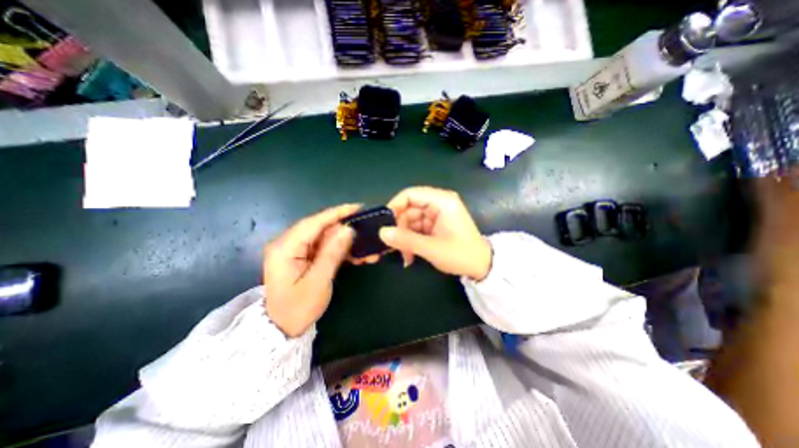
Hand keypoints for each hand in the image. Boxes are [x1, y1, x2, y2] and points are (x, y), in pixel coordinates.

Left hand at [265, 203, 360, 336]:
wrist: (281, 328)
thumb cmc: (297, 308)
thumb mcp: (318, 282)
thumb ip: (332, 253)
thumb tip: (348, 229)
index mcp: (285, 248)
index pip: (313, 223)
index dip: (337, 213)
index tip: (358, 207)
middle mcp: (288, 243)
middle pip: (320, 228)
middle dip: (344, 229)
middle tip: (366, 231)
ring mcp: (295, 250)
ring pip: (324, 237)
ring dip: (344, 241)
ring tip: (364, 248)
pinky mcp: (302, 256)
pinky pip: (323, 246)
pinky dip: (339, 249)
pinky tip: (354, 255)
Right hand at [379, 186, 490, 280]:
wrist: (481, 267)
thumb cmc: (461, 255)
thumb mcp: (432, 248)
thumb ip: (405, 240)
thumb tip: (381, 233)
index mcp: (441, 201)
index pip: (410, 194)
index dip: (394, 206)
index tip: (384, 224)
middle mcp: (438, 203)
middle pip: (408, 209)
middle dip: (399, 228)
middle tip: (393, 246)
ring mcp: (436, 214)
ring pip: (410, 220)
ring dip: (404, 237)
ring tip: (404, 255)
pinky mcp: (435, 224)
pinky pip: (416, 228)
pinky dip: (411, 240)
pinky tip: (409, 254)